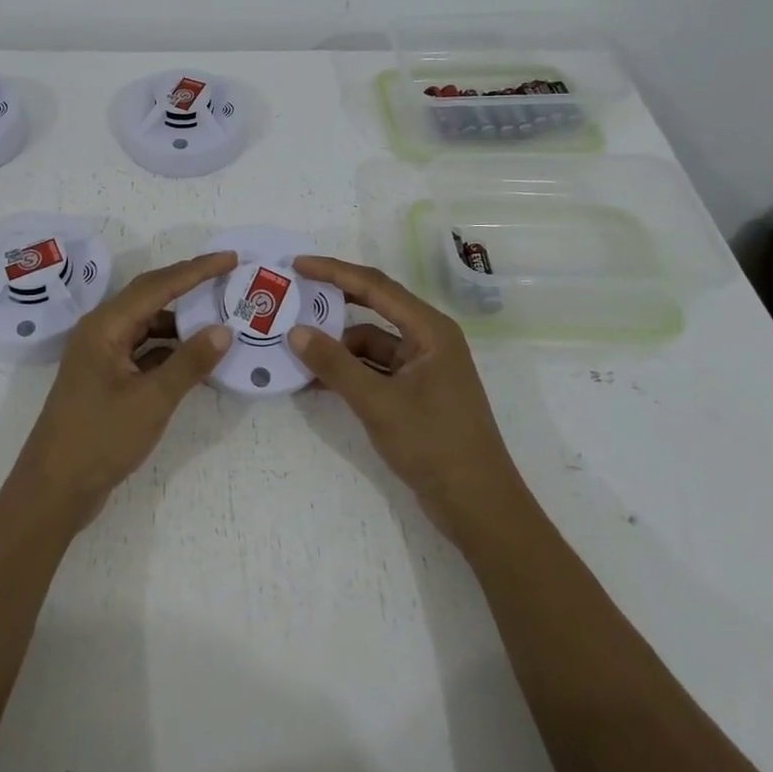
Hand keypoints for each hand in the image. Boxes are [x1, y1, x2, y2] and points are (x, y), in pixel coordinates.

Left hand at [7, 250, 236, 525]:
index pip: (158, 286)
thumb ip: (189, 362)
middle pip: (150, 297)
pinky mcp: (106, 378)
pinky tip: (194, 357)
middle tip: (226, 277)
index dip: (196, 270)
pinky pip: (143, 349)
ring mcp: (101, 355)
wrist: (53, 491)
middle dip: (188, 285)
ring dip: (180, 321)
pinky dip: (169, 348)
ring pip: (147, 324)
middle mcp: (100, 331)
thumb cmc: (99, 439)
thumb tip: (224, 330)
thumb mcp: (152, 400)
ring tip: (218, 317)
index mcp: (105, 326)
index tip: (230, 258)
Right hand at [290, 256, 527, 546]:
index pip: (375, 286)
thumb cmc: (434, 444)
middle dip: (335, 302)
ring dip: (338, 346)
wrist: (477, 506)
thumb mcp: (377, 402)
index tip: (298, 265)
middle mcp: (428, 339)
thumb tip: (295, 332)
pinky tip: (317, 380)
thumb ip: (335, 365)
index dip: (335, 272)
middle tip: (295, 294)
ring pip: (371, 343)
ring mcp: (423, 367)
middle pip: (374, 308)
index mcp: (430, 329)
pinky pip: (375, 369)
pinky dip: (349, 371)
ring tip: (296, 347)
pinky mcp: (416, 392)